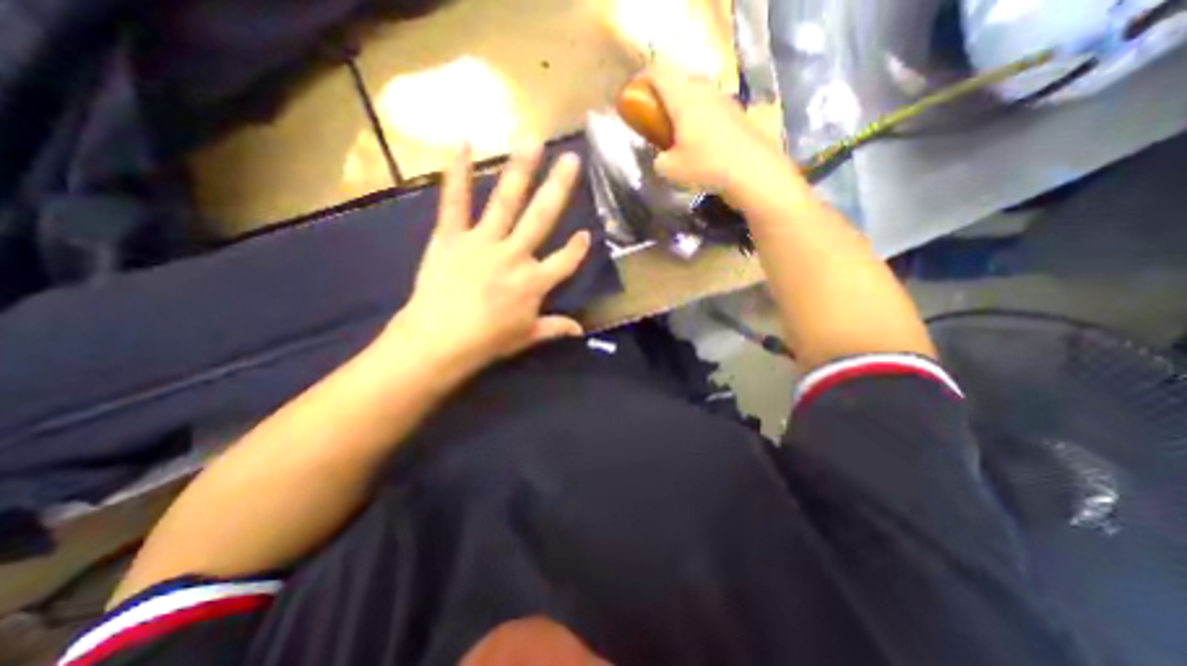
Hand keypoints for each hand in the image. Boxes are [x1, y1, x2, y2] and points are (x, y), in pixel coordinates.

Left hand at [389, 143, 590, 375]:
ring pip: (506, 202)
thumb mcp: (527, 337)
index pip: (565, 261)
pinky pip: (454, 202)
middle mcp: (514, 256)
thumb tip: (581, 330)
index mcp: (534, 283)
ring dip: (520, 171)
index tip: (586, 234)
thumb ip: (555, 328)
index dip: (578, 248)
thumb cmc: (487, 342)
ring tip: (532, 142)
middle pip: (542, 218)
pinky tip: (463, 144)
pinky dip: (456, 174)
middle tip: (572, 159)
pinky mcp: (451, 237)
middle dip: (559, 188)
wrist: (438, 342)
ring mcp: (483, 242)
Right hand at [641, 64, 796, 201]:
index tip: (636, 96)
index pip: (658, 73)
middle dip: (665, 97)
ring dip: (686, 109)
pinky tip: (702, 144)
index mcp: (683, 98)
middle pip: (680, 82)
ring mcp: (724, 101)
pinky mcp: (738, 115)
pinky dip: (702, 120)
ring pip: (698, 96)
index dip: (643, 80)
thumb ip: (659, 160)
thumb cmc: (705, 166)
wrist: (751, 172)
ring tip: (680, 134)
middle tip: (657, 119)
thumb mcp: (669, 170)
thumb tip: (662, 158)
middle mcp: (704, 92)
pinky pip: (713, 110)